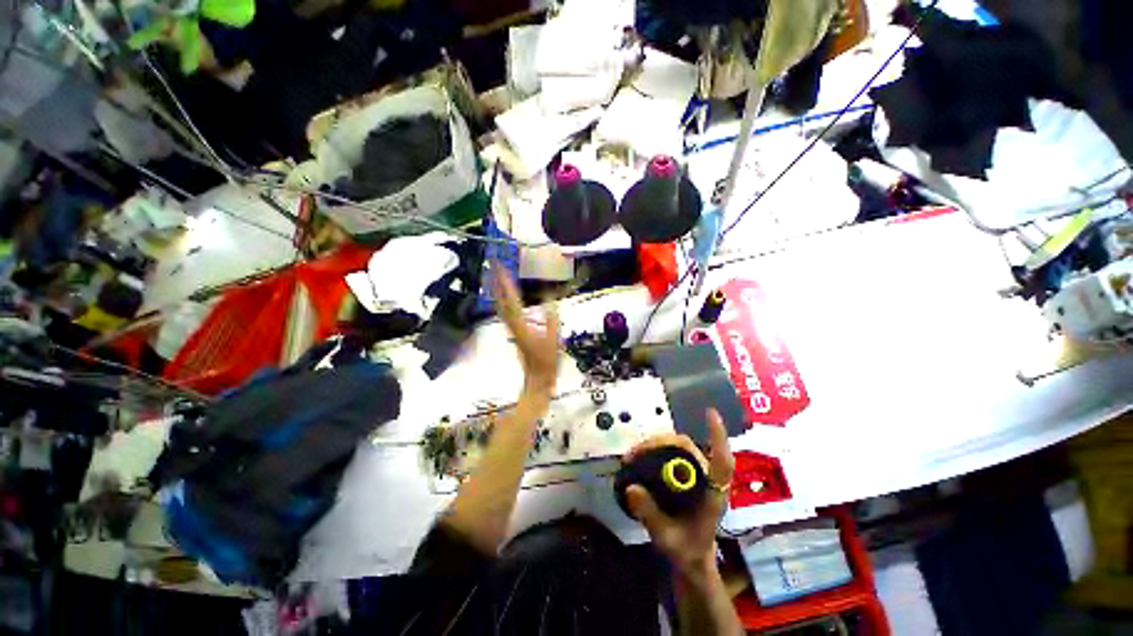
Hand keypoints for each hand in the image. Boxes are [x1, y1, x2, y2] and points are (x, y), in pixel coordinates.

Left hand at [494, 268, 559, 394]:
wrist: (537, 379)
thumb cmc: (546, 361)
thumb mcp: (553, 337)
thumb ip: (552, 316)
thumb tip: (550, 295)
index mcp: (520, 323)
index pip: (510, 297)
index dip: (505, 280)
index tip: (500, 264)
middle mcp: (511, 323)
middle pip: (500, 298)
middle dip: (496, 279)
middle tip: (494, 262)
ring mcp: (511, 328)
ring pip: (500, 304)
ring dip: (498, 288)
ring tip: (497, 273)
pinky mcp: (514, 331)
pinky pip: (505, 311)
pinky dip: (504, 298)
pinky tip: (507, 295)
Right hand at [624, 409, 734, 582]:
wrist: (692, 559)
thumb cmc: (686, 550)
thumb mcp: (667, 538)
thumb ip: (650, 515)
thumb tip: (631, 488)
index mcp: (712, 495)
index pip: (721, 462)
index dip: (717, 437)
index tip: (711, 413)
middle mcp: (706, 479)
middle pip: (687, 447)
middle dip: (659, 442)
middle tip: (635, 453)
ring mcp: (695, 475)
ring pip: (677, 447)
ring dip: (654, 445)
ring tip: (633, 455)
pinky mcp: (684, 474)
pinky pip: (670, 453)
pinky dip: (654, 450)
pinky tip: (640, 456)